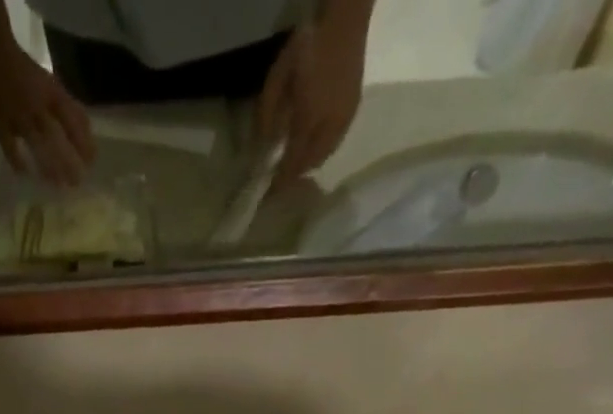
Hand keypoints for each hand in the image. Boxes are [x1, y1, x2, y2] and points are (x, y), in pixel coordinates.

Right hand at [0, 38, 94, 186]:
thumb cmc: (22, 71)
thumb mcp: (48, 84)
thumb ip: (65, 106)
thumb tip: (86, 131)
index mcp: (51, 93)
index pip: (72, 120)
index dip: (83, 142)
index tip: (91, 162)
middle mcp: (36, 106)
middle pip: (57, 138)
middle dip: (68, 162)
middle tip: (77, 183)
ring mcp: (17, 116)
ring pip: (37, 146)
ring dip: (48, 167)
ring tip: (57, 185)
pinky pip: (10, 149)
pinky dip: (19, 163)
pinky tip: (25, 174)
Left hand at [257, 12, 366, 190]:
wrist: (343, 20)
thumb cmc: (306, 48)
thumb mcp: (278, 79)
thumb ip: (267, 115)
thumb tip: (261, 146)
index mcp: (307, 120)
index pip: (291, 163)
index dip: (279, 181)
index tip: (268, 194)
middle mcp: (328, 127)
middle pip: (308, 164)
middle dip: (294, 175)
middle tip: (280, 180)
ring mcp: (343, 120)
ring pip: (322, 156)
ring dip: (308, 165)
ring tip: (294, 165)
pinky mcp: (351, 112)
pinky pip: (333, 144)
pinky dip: (320, 152)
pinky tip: (311, 147)